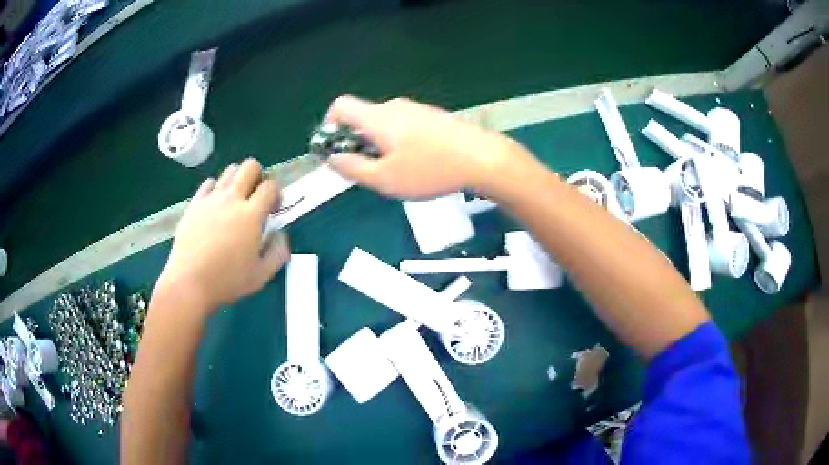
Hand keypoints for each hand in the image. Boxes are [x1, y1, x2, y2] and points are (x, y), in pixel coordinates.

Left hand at [154, 159, 289, 313]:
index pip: (271, 186)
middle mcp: (232, 199)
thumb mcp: (262, 275)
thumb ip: (278, 252)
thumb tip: (281, 234)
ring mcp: (211, 199)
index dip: (277, 192)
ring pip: (229, 171)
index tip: (273, 208)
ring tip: (235, 201)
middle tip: (255, 197)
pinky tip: (215, 206)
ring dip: (238, 180)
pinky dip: (216, 189)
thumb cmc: (227, 281)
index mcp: (251, 214)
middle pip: (250, 166)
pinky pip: (208, 183)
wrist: (189, 283)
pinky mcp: (194, 204)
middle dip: (258, 176)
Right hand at [325, 96, 532, 198]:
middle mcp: (394, 107)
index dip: (330, 126)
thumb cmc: (429, 170)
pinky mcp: (432, 117)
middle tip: (371, 171)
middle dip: (357, 143)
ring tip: (398, 172)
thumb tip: (331, 158)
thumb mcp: (383, 179)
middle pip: (362, 118)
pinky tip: (418, 164)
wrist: (482, 158)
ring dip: (379, 146)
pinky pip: (404, 127)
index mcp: (377, 117)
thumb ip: (351, 168)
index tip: (337, 150)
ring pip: (384, 125)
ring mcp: (416, 109)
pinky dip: (399, 143)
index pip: (340, 106)